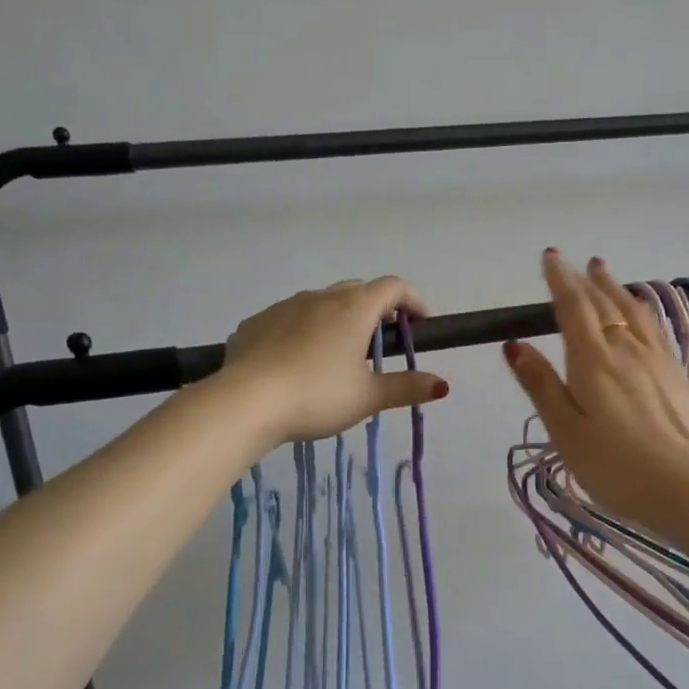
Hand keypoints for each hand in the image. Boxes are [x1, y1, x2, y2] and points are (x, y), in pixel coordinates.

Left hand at [221, 276, 448, 445]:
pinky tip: (297, 361)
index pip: (394, 287)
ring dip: (338, 318)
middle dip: (376, 308)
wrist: (245, 402)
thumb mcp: (367, 397)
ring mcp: (284, 306)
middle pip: (358, 290)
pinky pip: (288, 319)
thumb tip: (442, 385)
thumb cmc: (317, 396)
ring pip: (321, 302)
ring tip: (338, 354)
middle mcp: (320, 297)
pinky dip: (303, 331)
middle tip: (382, 340)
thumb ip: (406, 387)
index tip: (420, 323)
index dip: (413, 300)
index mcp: (354, 309)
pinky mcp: (256, 322)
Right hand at [504, 251, 688, 538]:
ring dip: (616, 289)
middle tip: (577, 262)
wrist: (687, 488)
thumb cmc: (615, 466)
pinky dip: (642, 311)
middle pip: (605, 304)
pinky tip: (643, 314)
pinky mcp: (676, 376)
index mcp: (593, 360)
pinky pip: (655, 328)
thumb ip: (541, 385)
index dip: (560, 280)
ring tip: (606, 274)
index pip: (573, 307)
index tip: (551, 257)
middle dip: (587, 280)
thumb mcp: (565, 430)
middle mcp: (626, 349)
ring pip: (633, 312)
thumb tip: (514, 344)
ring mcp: (657, 360)